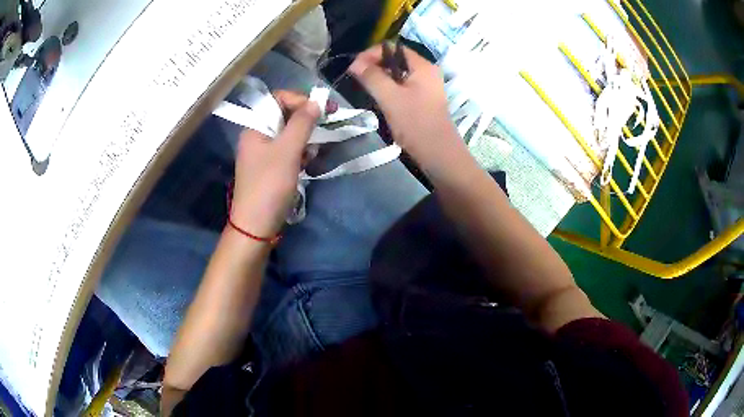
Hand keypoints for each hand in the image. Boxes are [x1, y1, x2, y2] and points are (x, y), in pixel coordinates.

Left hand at [230, 91, 320, 237]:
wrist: (256, 226)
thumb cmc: (269, 185)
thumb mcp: (287, 151)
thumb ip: (302, 123)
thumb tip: (316, 101)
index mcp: (255, 127)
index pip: (278, 99)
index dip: (300, 100)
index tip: (322, 109)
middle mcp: (257, 136)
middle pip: (285, 116)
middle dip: (305, 122)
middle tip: (323, 130)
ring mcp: (263, 153)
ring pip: (289, 134)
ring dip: (304, 140)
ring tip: (312, 155)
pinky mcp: (270, 168)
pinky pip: (288, 151)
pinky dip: (299, 154)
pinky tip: (306, 165)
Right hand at [348, 45, 460, 164]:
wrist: (438, 154)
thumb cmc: (416, 123)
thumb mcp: (390, 98)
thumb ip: (372, 77)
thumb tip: (354, 63)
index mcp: (423, 66)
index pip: (393, 48)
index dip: (372, 54)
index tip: (355, 67)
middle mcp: (426, 72)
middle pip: (395, 60)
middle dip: (374, 66)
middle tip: (357, 78)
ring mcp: (426, 87)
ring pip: (398, 75)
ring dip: (380, 78)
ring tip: (365, 88)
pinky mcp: (423, 100)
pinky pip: (402, 87)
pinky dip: (389, 89)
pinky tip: (379, 99)